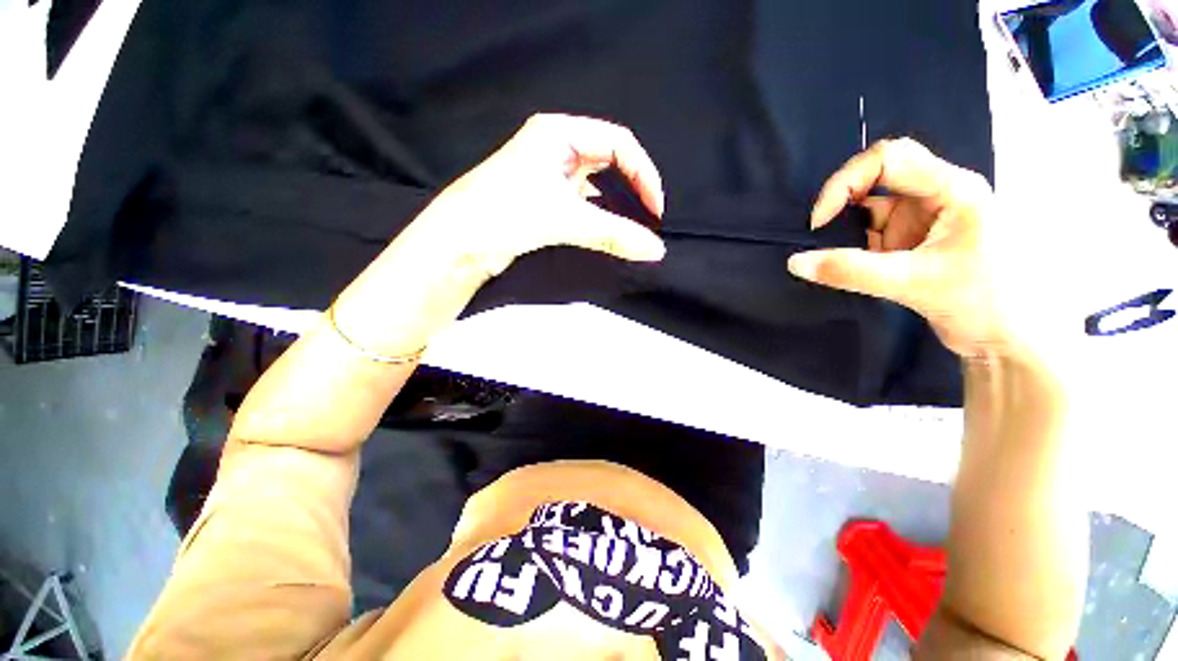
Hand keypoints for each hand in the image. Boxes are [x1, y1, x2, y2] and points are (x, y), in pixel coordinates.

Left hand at [402, 113, 666, 277]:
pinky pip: (581, 204)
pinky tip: (606, 232)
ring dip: (614, 206)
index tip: (655, 209)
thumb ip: (614, 234)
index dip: (643, 174)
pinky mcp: (543, 200)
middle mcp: (554, 148)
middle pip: (609, 162)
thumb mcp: (566, 219)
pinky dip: (597, 217)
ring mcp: (547, 175)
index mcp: (558, 133)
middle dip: (631, 188)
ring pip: (595, 186)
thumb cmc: (507, 214)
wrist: (458, 242)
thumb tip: (655, 250)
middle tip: (647, 218)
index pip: (619, 143)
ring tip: (631, 228)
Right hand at [787, 138, 1025, 361]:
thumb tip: (795, 263)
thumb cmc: (981, 302)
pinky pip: (872, 230)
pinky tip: (841, 262)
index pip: (889, 159)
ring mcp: (924, 217)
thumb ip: (850, 271)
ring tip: (827, 253)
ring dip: (845, 226)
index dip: (845, 183)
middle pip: (878, 175)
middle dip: (842, 200)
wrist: (1005, 340)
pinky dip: (851, 244)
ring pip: (871, 206)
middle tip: (818, 231)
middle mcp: (937, 195)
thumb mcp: (912, 283)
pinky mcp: (913, 239)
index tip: (820, 222)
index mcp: (952, 189)